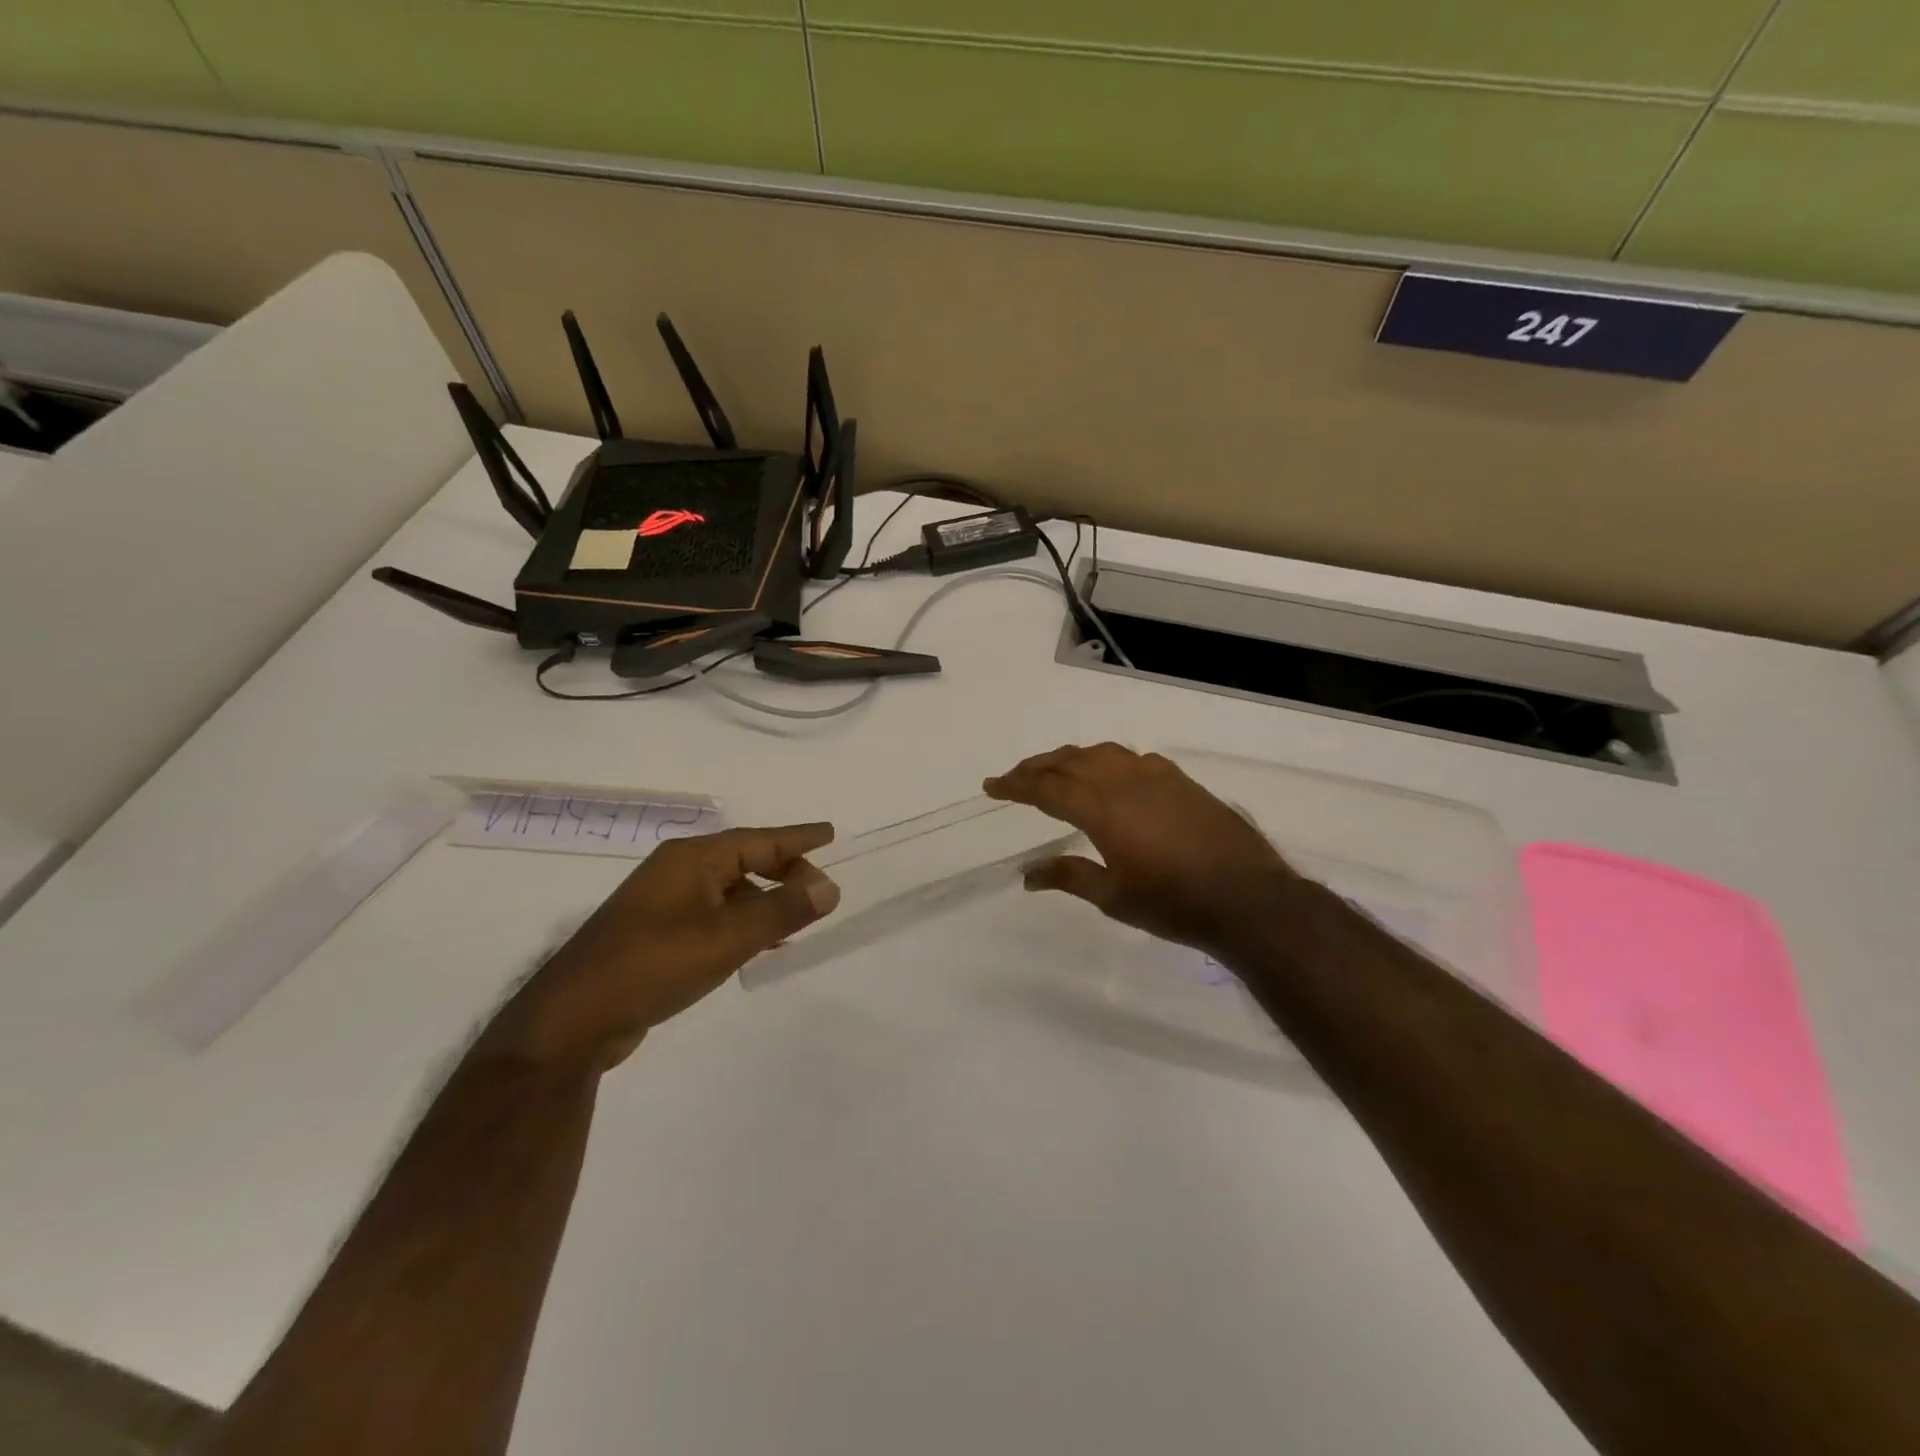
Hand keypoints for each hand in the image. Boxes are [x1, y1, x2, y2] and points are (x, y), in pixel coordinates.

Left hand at [489, 824, 839, 1071]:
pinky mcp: (655, 934)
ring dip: (764, 900)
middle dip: (785, 872)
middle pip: (744, 860)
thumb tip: (829, 887)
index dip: (798, 838)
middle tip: (820, 892)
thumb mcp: (727, 938)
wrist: (573, 1020)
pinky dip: (742, 922)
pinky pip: (713, 914)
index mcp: (692, 859)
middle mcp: (677, 871)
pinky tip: (758, 945)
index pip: (758, 840)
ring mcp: (662, 903)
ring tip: (798, 919)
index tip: (831, 833)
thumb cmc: (654, 965)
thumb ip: (782, 911)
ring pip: (729, 890)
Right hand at [985, 744, 1295, 957]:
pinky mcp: (1181, 780)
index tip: (992, 786)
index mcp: (1102, 809)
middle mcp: (1124, 781)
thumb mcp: (1113, 896)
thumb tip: (1027, 874)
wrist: (1247, 898)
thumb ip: (1068, 876)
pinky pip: (1132, 758)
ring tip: (1055, 769)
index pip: (1046, 787)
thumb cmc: (1174, 903)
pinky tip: (1110, 775)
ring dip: (1071, 758)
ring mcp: (1156, 776)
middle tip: (1015, 777)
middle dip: (1037, 767)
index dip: (1015, 784)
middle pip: (1069, 761)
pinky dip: (1107, 761)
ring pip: (1102, 753)